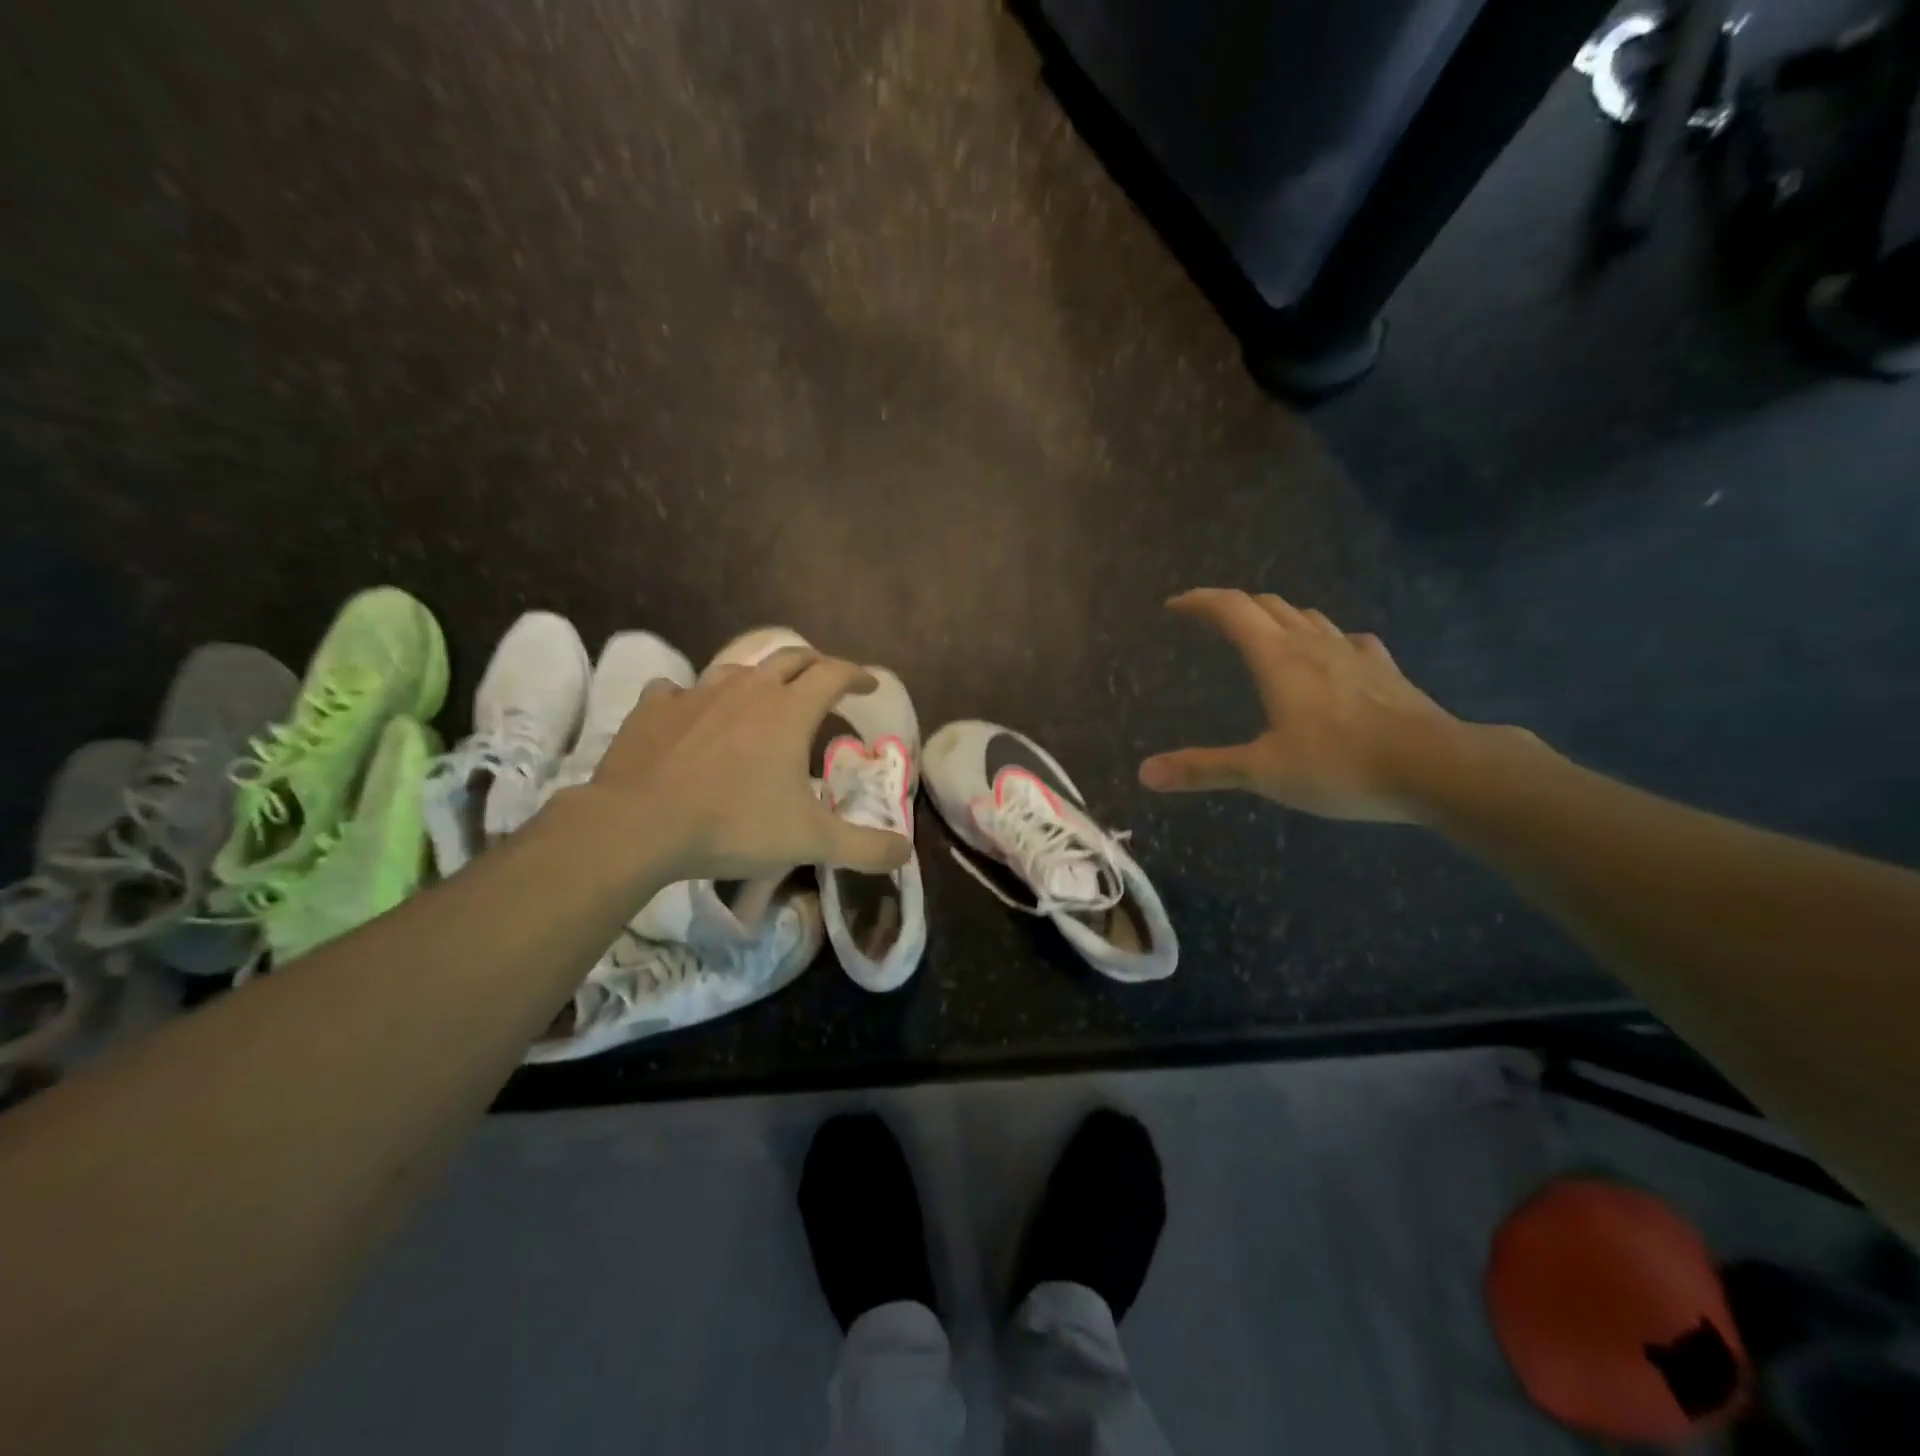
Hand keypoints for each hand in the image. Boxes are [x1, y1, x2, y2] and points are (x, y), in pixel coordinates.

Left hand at [574, 649, 913, 881]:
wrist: (639, 824)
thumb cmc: (733, 825)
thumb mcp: (810, 841)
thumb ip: (864, 847)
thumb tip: (905, 852)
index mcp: (789, 711)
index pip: (833, 674)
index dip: (857, 675)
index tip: (869, 685)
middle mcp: (747, 690)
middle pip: (790, 658)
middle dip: (815, 664)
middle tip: (827, 681)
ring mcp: (696, 694)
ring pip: (737, 668)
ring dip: (759, 677)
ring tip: (764, 696)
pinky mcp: (654, 708)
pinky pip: (677, 690)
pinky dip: (692, 697)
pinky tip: (690, 712)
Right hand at [1139, 589, 1469, 823]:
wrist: (1435, 767)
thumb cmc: (1340, 765)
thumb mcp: (1263, 772)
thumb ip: (1204, 769)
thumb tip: (1145, 774)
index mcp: (1277, 658)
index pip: (1231, 610)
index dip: (1199, 602)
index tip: (1174, 606)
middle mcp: (1313, 644)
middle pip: (1268, 605)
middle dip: (1234, 606)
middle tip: (1212, 620)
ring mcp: (1354, 653)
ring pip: (1308, 617)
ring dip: (1278, 616)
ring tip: (1263, 633)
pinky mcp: (1385, 670)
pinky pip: (1347, 640)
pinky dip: (1326, 639)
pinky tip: (1332, 656)